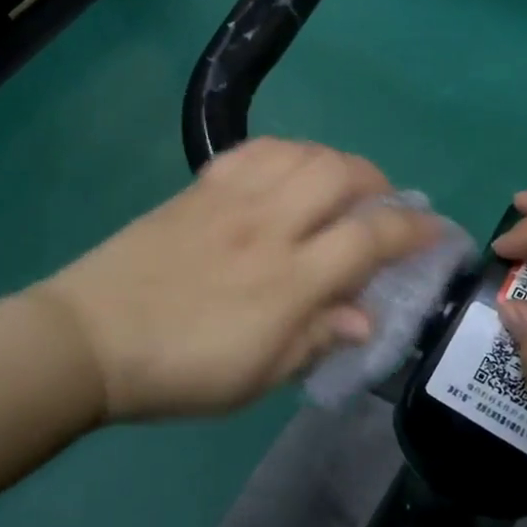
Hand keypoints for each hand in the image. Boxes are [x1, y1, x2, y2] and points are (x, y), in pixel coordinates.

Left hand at [36, 138, 440, 421]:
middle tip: (383, 206)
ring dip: (335, 162)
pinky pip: (255, 150)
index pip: (370, 239)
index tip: (437, 231)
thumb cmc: (179, 370)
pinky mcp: (199, 188)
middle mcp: (268, 226)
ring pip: (302, 153)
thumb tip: (366, 317)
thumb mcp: (258, 375)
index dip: (414, 231)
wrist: (89, 338)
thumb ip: (317, 339)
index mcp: (289, 280)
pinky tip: (289, 170)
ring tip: (340, 184)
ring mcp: (231, 200)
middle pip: (341, 175)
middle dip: (378, 184)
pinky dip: (287, 152)